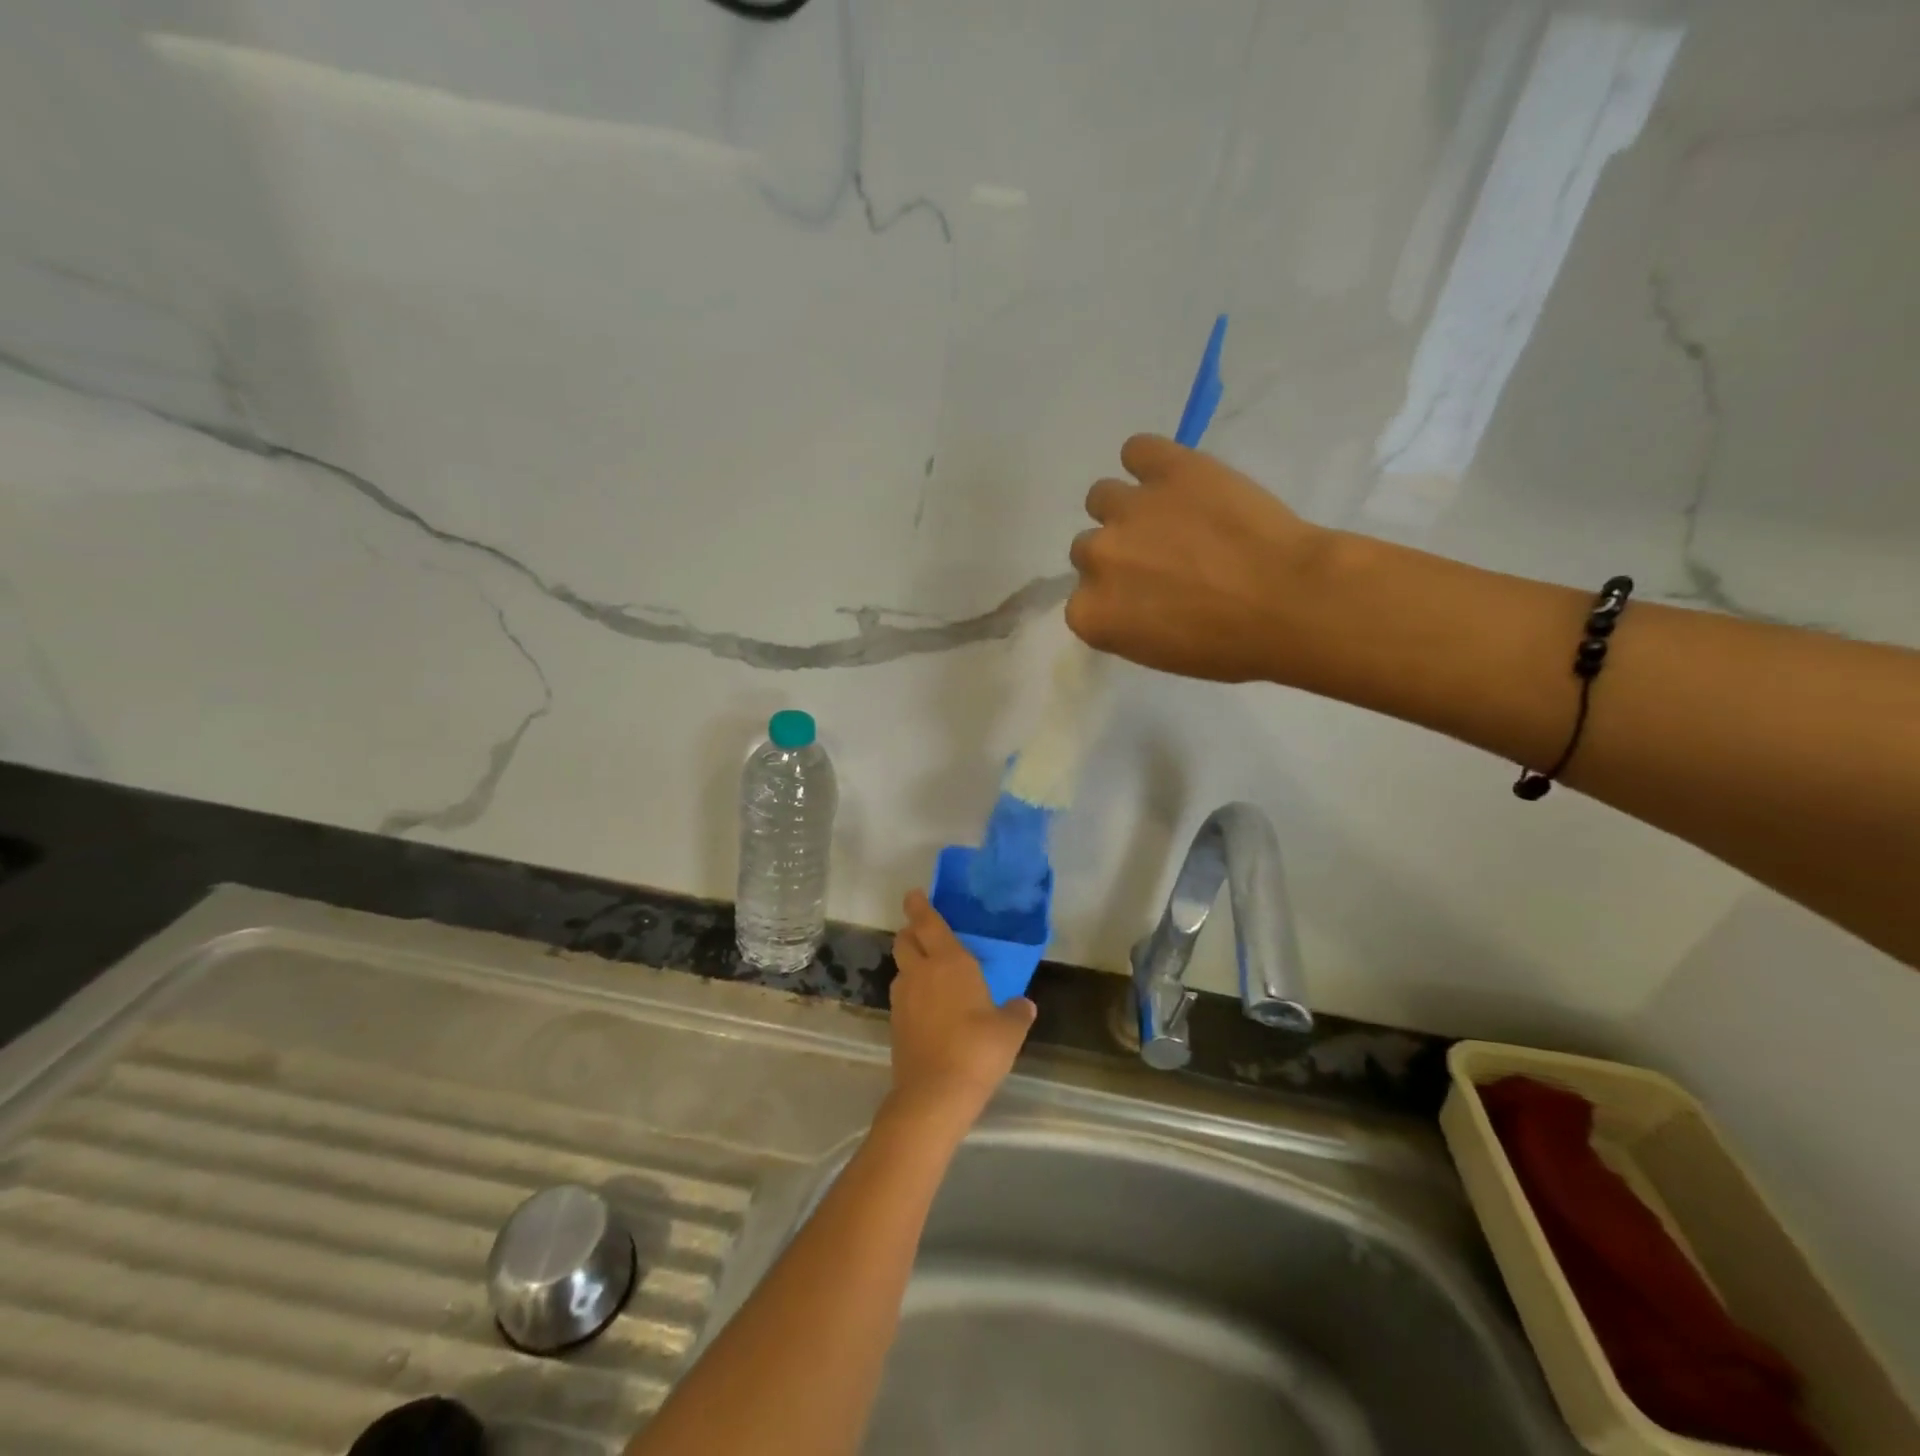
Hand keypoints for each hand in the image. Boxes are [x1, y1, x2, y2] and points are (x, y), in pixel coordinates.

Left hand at [886, 890, 1035, 1131]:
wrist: (934, 1094)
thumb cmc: (977, 1050)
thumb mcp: (1009, 1031)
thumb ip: (1016, 1012)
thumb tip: (1024, 1005)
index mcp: (949, 963)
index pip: (929, 924)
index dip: (920, 907)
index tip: (914, 895)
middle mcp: (921, 973)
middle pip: (904, 941)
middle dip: (910, 932)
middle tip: (923, 933)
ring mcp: (903, 998)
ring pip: (901, 968)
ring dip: (910, 963)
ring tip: (929, 972)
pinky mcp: (895, 1023)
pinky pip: (902, 995)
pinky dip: (911, 991)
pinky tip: (927, 1007)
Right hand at [1067, 434, 1329, 682]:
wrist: (1291, 601)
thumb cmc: (1230, 645)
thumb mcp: (1160, 653)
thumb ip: (1125, 621)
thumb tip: (1128, 597)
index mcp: (1091, 614)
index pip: (1081, 601)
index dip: (1112, 598)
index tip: (1142, 601)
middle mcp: (1096, 558)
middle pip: (1089, 549)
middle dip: (1120, 554)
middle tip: (1162, 560)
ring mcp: (1128, 509)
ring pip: (1102, 497)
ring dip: (1127, 508)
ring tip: (1169, 516)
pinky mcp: (1166, 468)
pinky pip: (1137, 450)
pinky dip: (1149, 461)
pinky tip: (1174, 477)